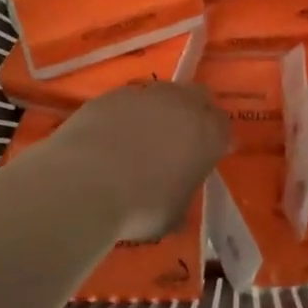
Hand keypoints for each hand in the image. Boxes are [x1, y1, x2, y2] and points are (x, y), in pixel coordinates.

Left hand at [44, 83, 229, 240]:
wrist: (83, 184)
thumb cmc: (140, 207)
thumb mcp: (173, 214)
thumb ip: (182, 194)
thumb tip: (175, 194)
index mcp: (207, 133)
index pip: (224, 127)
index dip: (217, 141)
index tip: (209, 157)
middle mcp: (181, 104)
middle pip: (198, 96)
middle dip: (196, 112)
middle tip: (183, 139)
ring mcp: (144, 95)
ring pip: (162, 94)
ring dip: (160, 110)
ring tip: (143, 138)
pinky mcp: (110, 95)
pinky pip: (128, 101)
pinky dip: (127, 115)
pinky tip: (112, 137)